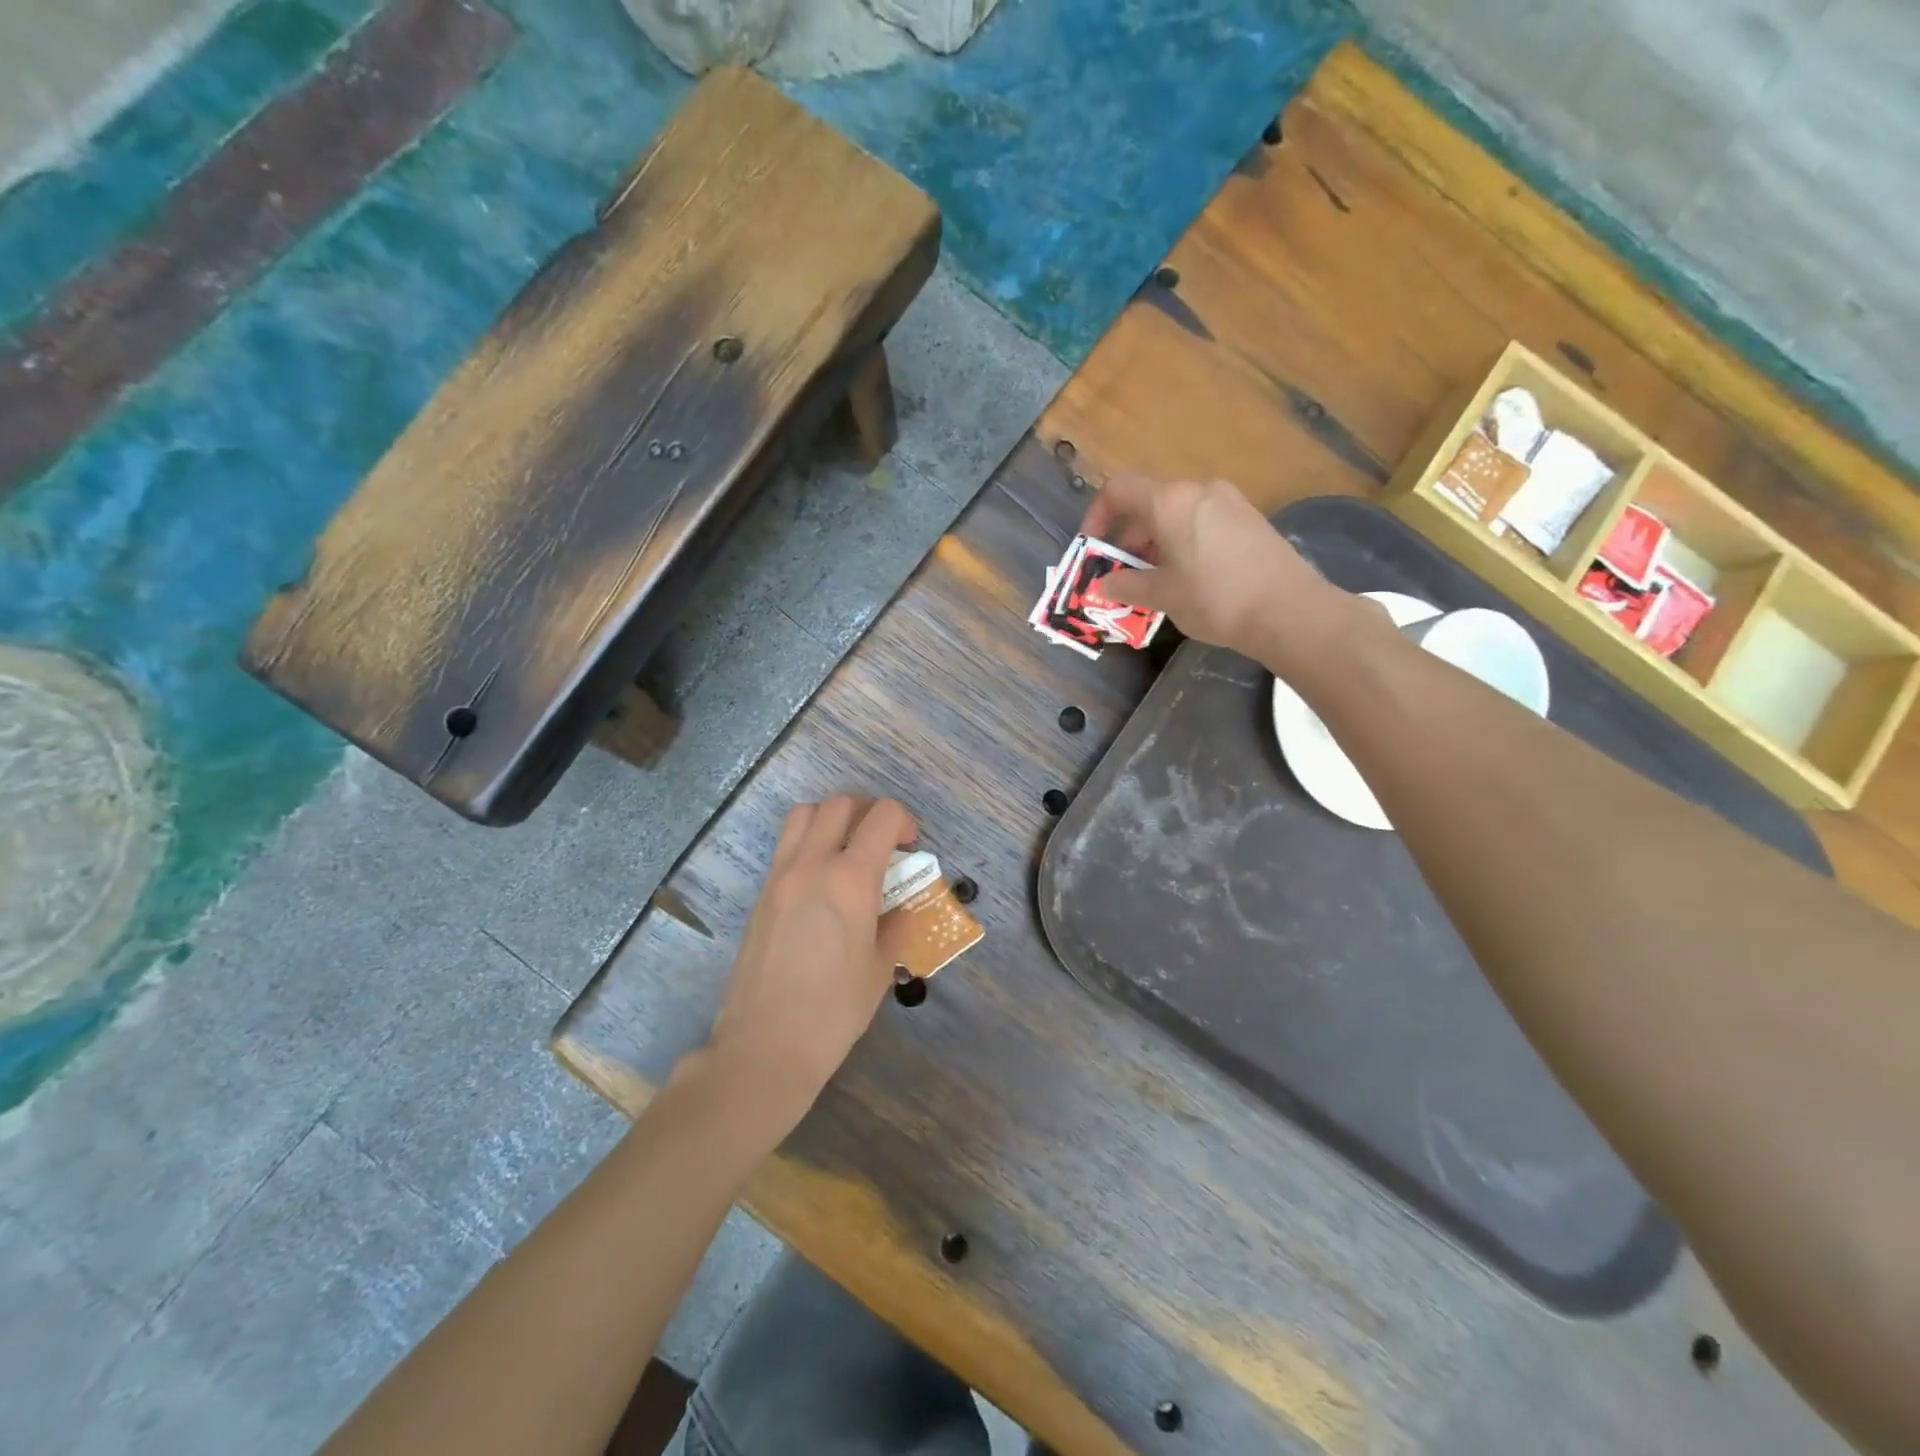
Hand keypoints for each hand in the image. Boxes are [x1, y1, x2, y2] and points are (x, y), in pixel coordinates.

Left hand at [704, 795, 917, 1122]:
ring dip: (833, 819)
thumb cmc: (833, 1011)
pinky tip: (823, 881)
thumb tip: (899, 909)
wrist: (765, 1046)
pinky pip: (787, 845)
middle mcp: (812, 864)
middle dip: (869, 812)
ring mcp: (780, 876)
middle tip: (883, 843)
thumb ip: (896, 926)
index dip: (905, 821)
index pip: (882, 816)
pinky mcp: (761, 893)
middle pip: (841, 804)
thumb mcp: (880, 968)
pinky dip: (809, 842)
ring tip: (848, 850)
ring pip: (805, 814)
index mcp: (850, 879)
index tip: (911, 848)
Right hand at [1081, 475, 1348, 668]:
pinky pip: (1200, 520)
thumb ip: (1126, 585)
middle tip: (1122, 573)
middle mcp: (1198, 489)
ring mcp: (1227, 500)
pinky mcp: (1248, 517)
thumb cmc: (1215, 599)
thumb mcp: (1162, 595)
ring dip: (1154, 541)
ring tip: (1154, 580)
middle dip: (1127, 536)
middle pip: (1147, 501)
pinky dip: (1182, 540)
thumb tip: (1102, 584)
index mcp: (1169, 501)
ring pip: (1175, 512)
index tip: (1094, 548)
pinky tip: (1187, 576)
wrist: (1288, 610)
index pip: (1117, 489)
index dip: (1097, 515)